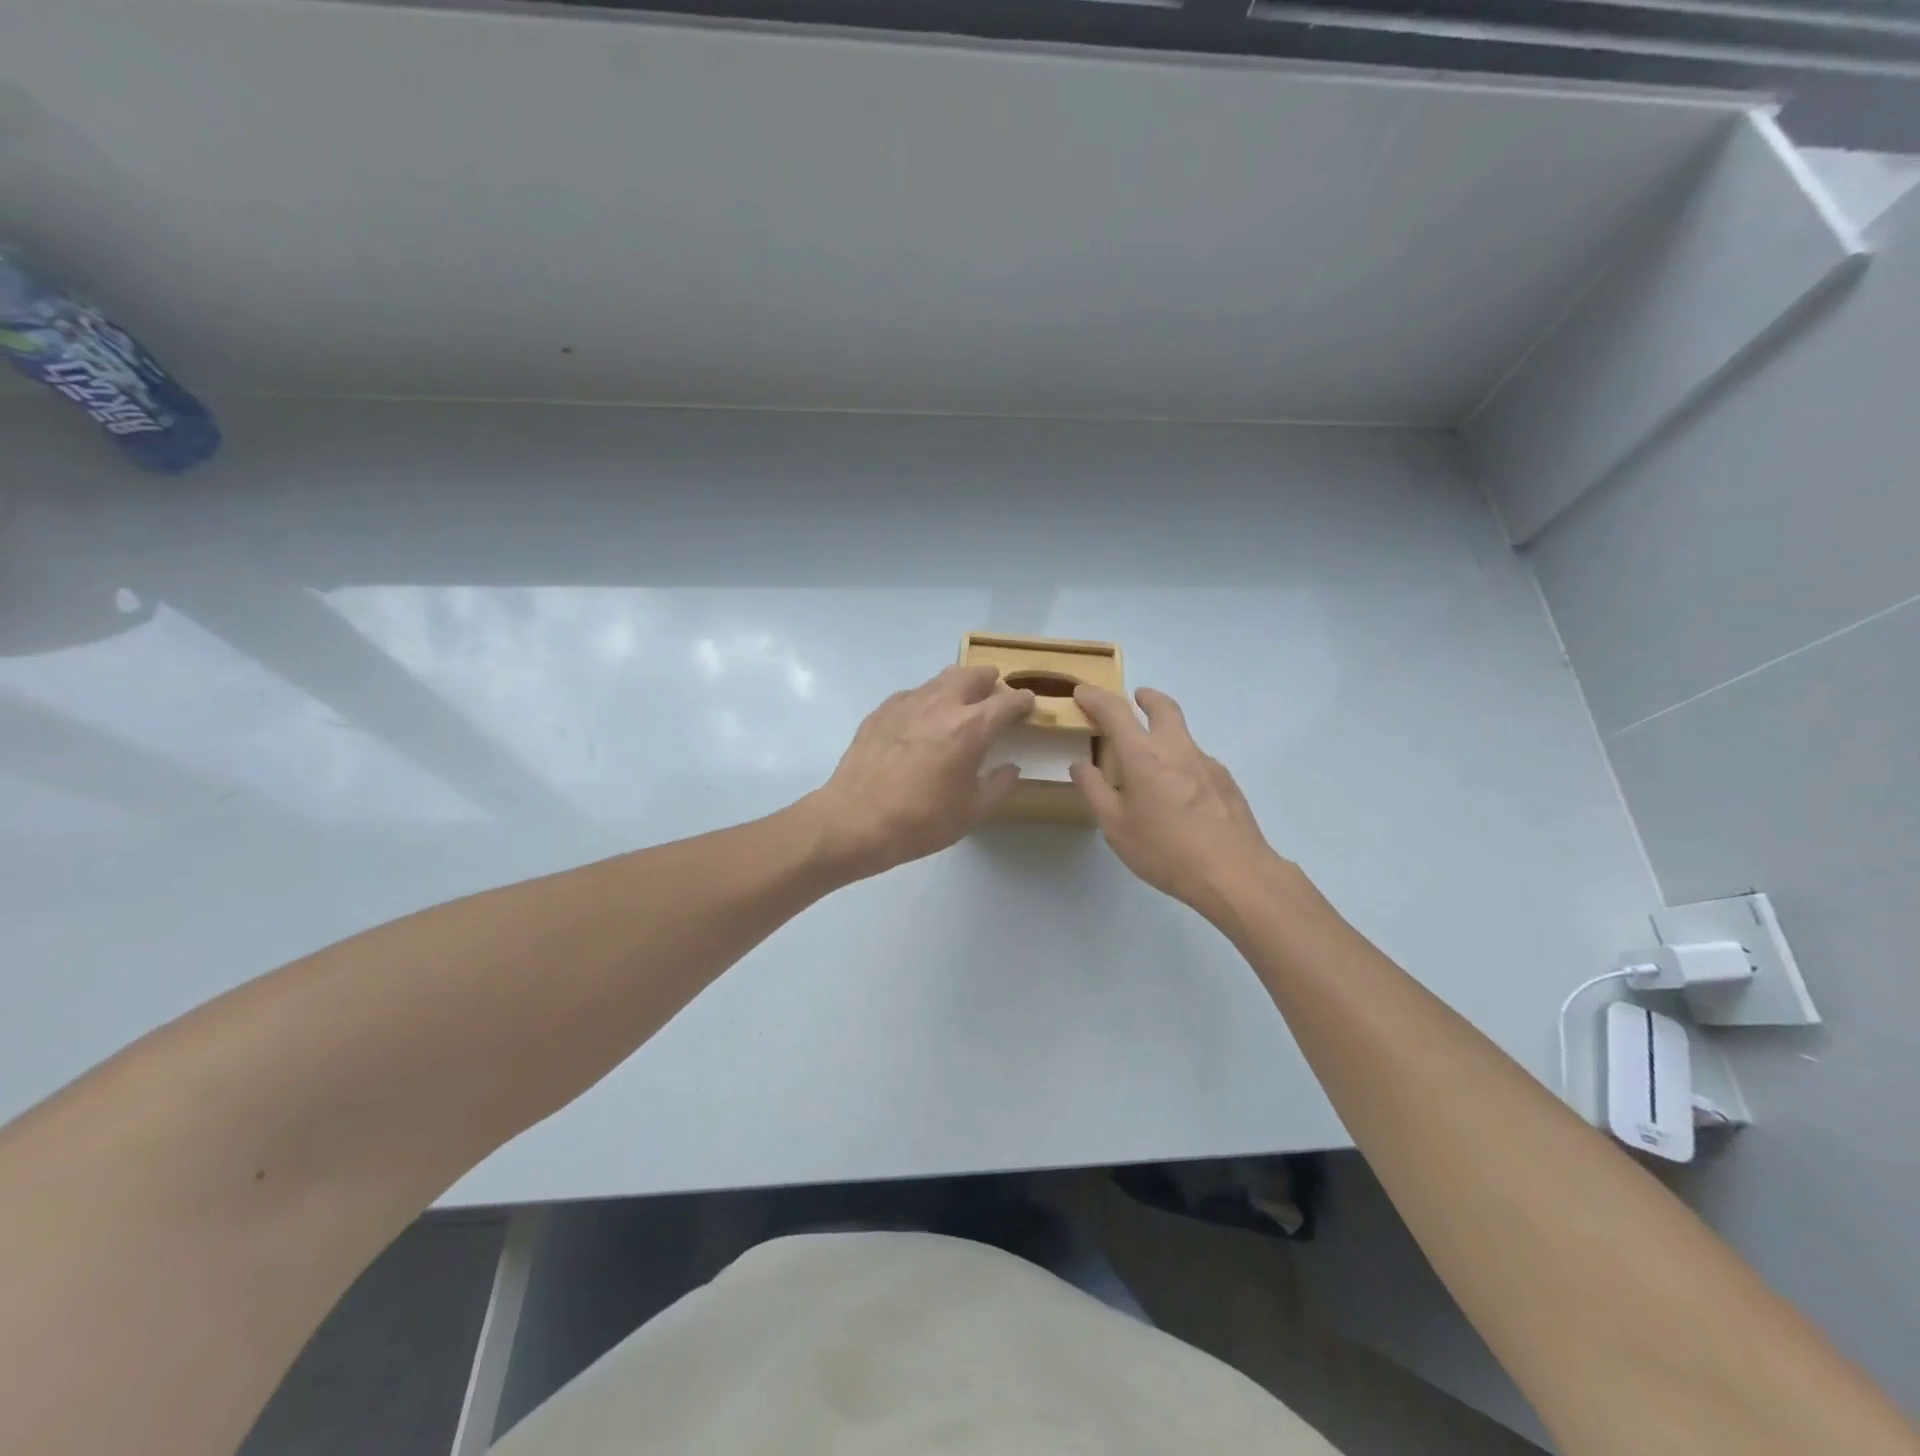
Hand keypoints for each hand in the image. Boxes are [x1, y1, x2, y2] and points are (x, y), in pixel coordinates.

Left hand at [806, 665, 1034, 880]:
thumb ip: (998, 785)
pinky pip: (912, 694)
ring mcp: (907, 703)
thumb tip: (1011, 768)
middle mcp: (942, 704)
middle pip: (974, 674)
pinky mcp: (881, 711)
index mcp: (971, 727)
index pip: (1008, 701)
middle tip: (994, 699)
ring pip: (941, 678)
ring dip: (958, 686)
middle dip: (991, 682)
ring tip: (960, 705)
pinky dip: (926, 700)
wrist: (854, 821)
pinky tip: (921, 721)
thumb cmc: (920, 821)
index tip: (1028, 706)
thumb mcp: (971, 812)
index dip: (1024, 702)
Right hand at [1070, 685, 1283, 918]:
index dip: (1096, 698)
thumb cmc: (1165, 850)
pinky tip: (1178, 795)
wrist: (1234, 874)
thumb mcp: (1115, 826)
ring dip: (1164, 732)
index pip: (1116, 712)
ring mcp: (1207, 763)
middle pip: (1163, 707)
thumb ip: (1095, 790)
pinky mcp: (1226, 782)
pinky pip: (1197, 761)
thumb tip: (1080, 764)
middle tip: (1135, 698)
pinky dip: (1181, 762)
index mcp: (1144, 755)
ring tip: (1150, 761)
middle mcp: (1177, 749)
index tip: (1082, 692)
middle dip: (1146, 697)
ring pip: (1182, 735)